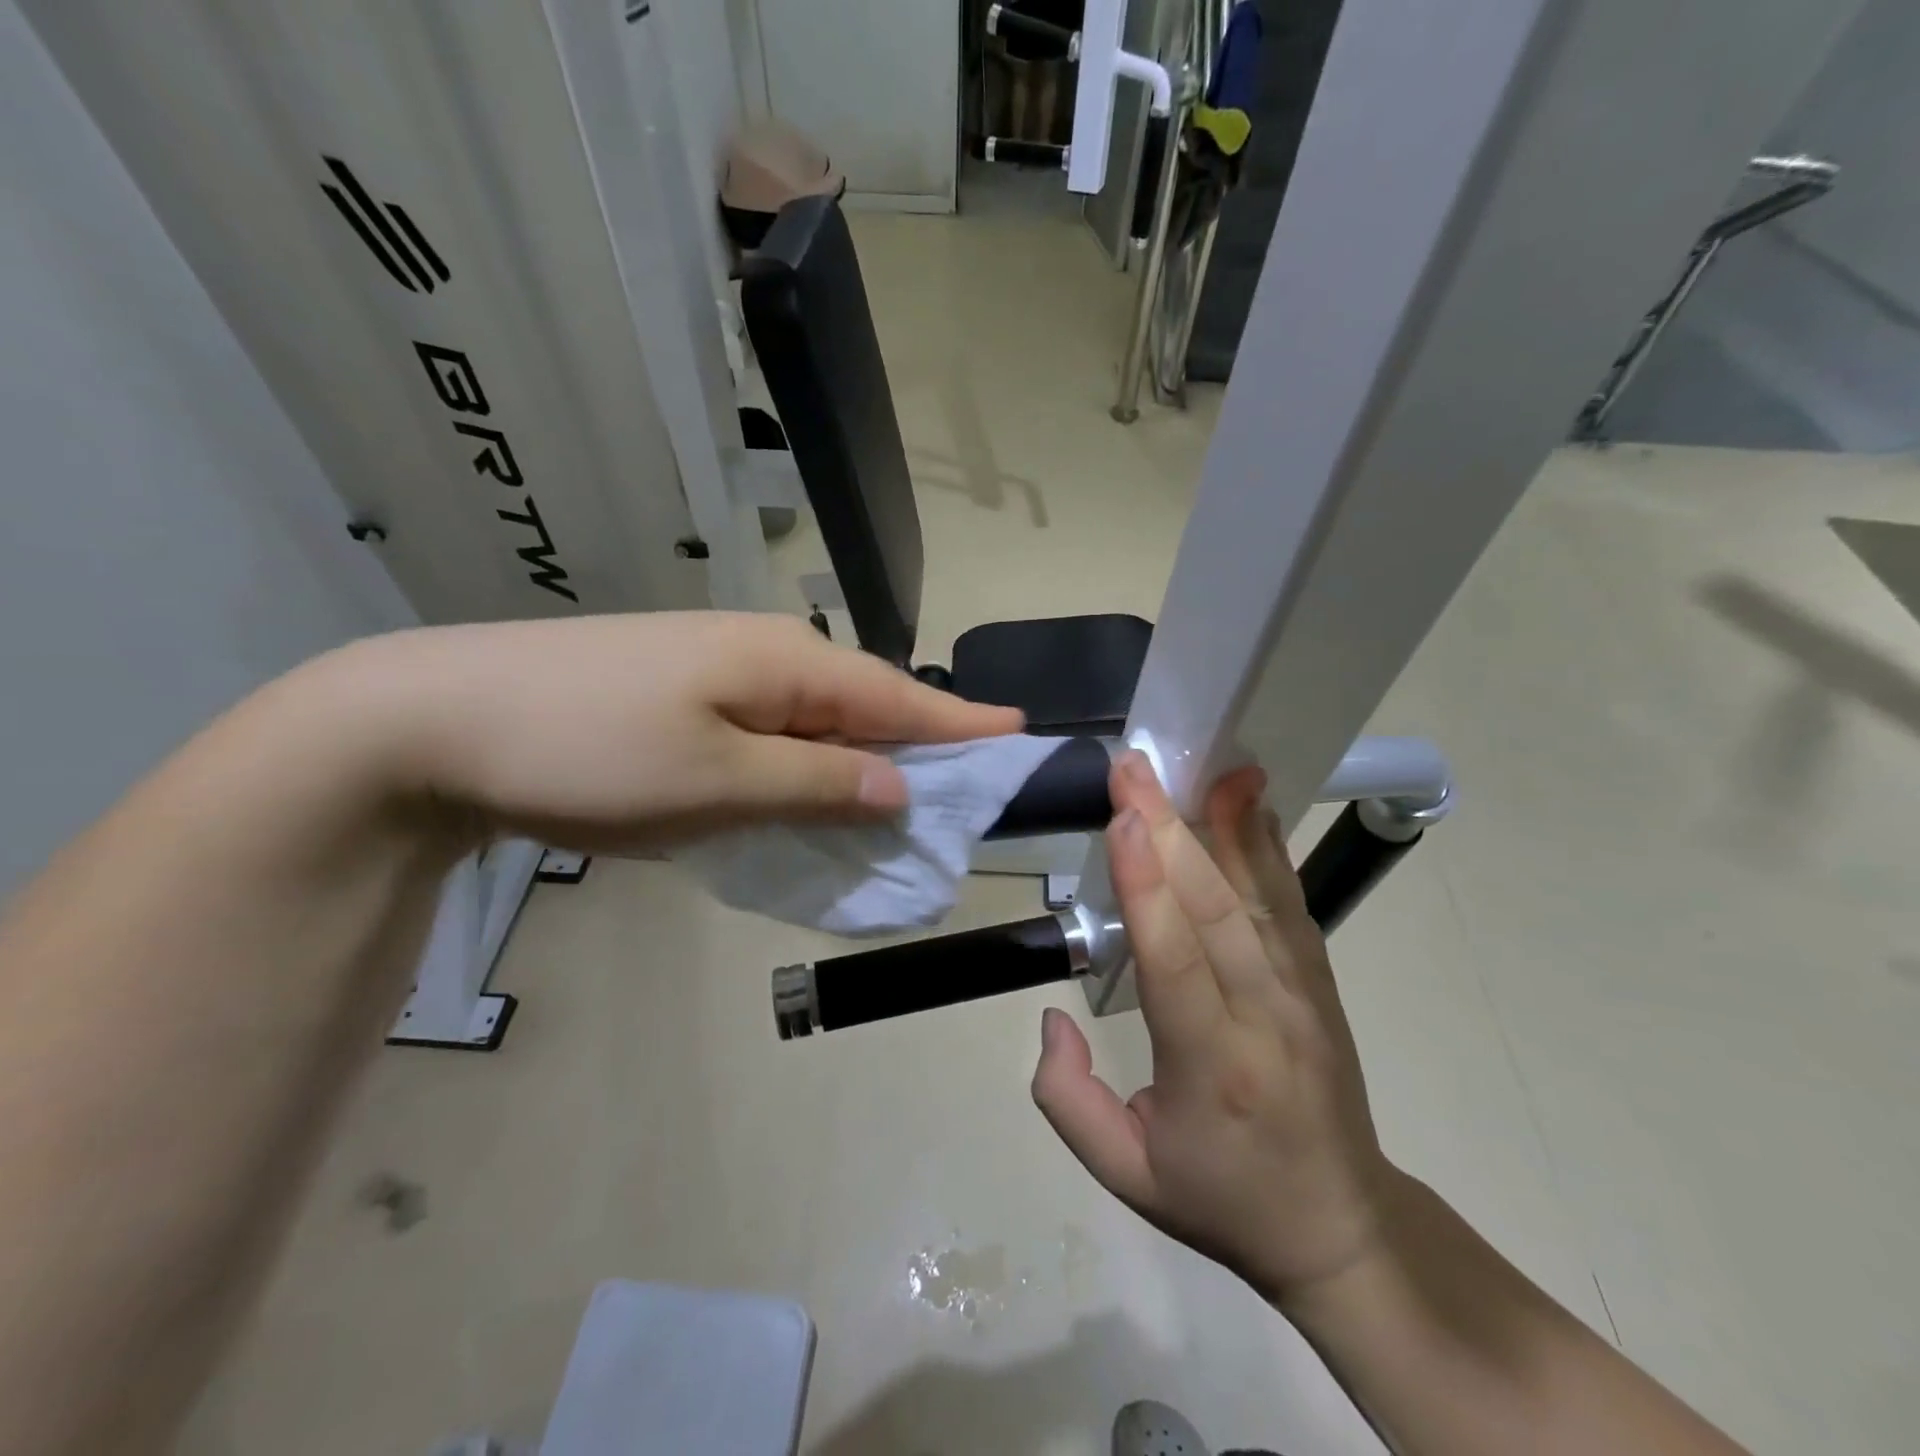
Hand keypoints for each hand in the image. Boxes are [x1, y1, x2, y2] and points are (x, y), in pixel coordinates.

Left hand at [333, 611, 1022, 850]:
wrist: (436, 719)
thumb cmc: (591, 749)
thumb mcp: (718, 782)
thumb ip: (817, 783)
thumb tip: (896, 787)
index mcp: (786, 664)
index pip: (898, 697)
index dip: (960, 721)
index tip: (1019, 733)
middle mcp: (765, 654)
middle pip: (864, 705)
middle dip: (918, 748)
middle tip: (965, 790)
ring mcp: (720, 671)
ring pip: (818, 720)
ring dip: (860, 761)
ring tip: (904, 800)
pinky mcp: (685, 694)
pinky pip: (774, 730)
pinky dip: (808, 764)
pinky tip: (815, 788)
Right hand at [1031, 751, 1397, 1308]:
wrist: (1340, 1227)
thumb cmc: (1220, 1197)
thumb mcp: (1125, 1174)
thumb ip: (1068, 1099)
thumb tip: (1052, 1017)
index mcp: (1212, 1067)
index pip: (1176, 962)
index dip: (1146, 886)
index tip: (1122, 818)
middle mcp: (1265, 1016)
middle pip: (1214, 909)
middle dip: (1168, 829)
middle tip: (1134, 768)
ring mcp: (1303, 993)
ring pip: (1260, 894)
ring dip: (1228, 824)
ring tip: (1206, 766)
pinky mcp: (1319, 980)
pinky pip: (1290, 902)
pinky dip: (1268, 847)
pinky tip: (1251, 804)